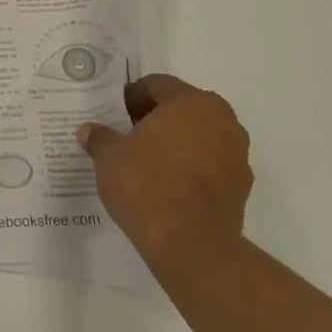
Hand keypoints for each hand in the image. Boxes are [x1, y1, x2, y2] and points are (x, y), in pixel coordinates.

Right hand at [78, 74, 252, 269]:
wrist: (192, 246)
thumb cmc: (147, 185)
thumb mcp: (109, 157)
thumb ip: (100, 137)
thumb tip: (89, 131)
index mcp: (190, 102)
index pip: (156, 85)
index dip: (131, 97)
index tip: (113, 115)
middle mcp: (221, 119)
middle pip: (182, 108)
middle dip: (156, 118)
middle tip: (128, 136)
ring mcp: (237, 153)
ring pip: (200, 135)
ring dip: (177, 142)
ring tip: (147, 162)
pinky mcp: (242, 186)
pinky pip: (211, 163)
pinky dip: (192, 167)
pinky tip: (168, 185)